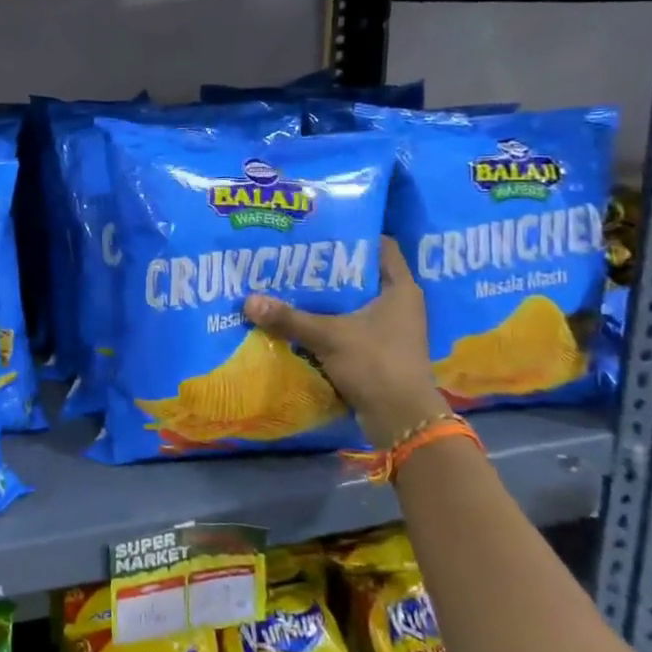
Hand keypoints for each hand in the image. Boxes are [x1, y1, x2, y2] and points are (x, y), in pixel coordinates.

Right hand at [243, 236, 447, 440]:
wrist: (402, 421)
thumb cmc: (375, 364)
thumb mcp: (329, 337)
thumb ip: (289, 318)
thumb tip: (248, 301)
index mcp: (400, 288)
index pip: (381, 245)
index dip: (353, 234)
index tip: (320, 229)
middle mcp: (400, 304)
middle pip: (362, 274)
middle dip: (330, 267)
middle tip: (295, 257)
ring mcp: (391, 329)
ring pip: (354, 302)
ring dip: (327, 297)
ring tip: (291, 285)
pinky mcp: (379, 351)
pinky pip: (350, 326)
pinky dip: (329, 322)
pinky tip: (300, 319)